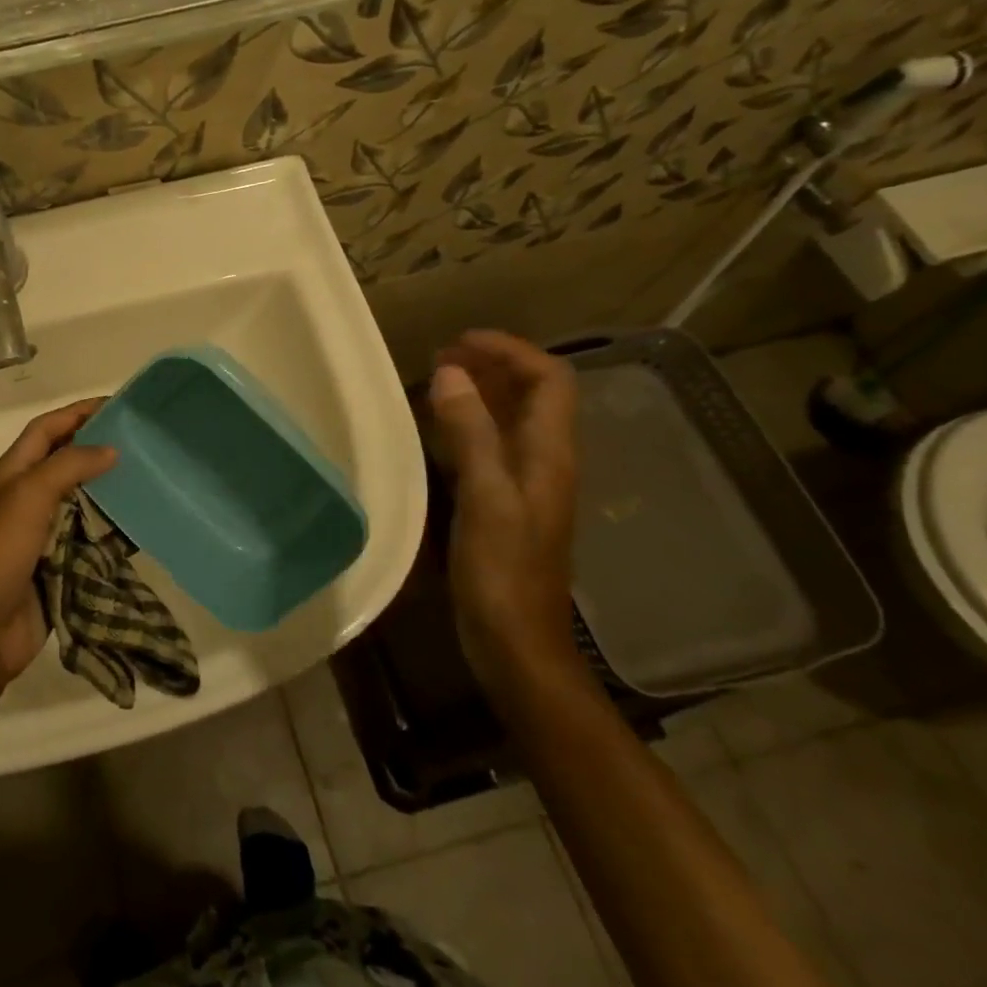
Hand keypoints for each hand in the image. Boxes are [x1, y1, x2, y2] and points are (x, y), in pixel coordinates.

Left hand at [0, 399, 117, 691]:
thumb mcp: (27, 496)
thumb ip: (68, 466)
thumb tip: (110, 449)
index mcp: (12, 475)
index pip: (47, 429)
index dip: (77, 412)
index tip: (117, 405)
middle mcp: (27, 500)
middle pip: (68, 464)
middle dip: (101, 450)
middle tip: (145, 443)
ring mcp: (43, 536)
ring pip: (84, 503)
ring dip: (113, 492)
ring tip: (153, 480)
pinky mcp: (59, 568)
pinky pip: (92, 542)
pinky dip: (115, 534)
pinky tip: (143, 527)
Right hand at [425, 331, 582, 694]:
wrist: (517, 644)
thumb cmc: (503, 572)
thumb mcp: (486, 498)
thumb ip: (471, 433)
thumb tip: (451, 373)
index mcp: (550, 454)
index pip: (548, 380)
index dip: (511, 351)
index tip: (461, 341)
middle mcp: (544, 461)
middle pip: (531, 395)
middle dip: (492, 366)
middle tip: (442, 356)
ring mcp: (525, 484)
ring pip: (510, 419)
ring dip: (479, 392)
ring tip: (436, 380)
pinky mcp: (503, 504)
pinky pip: (490, 446)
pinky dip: (467, 424)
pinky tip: (437, 430)